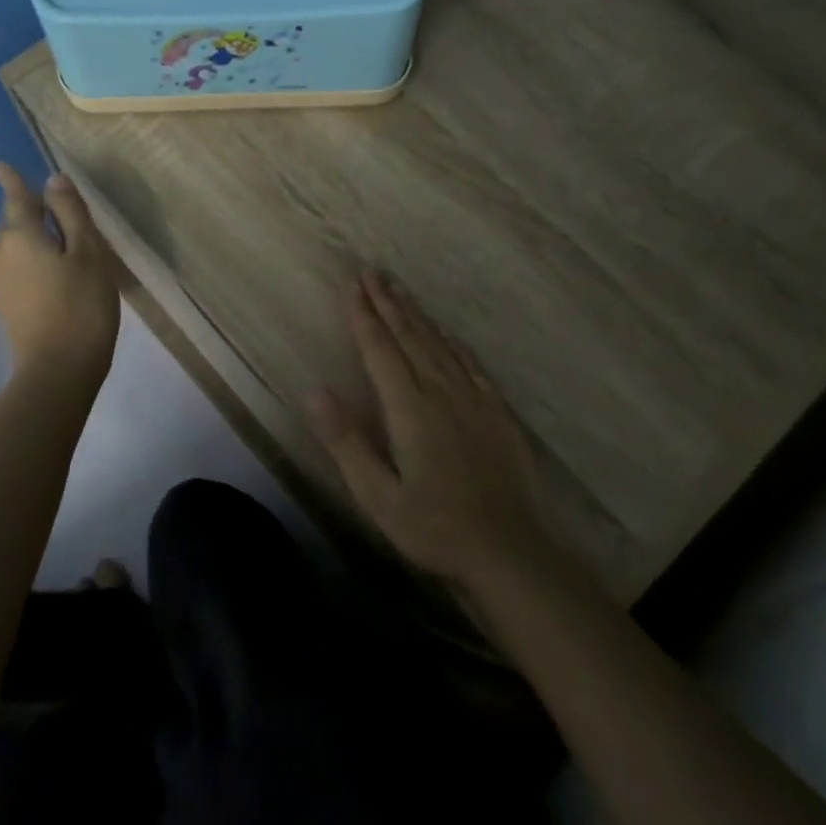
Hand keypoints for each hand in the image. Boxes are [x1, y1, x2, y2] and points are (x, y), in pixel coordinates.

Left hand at [0, 163, 119, 376]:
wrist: (58, 370)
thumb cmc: (81, 306)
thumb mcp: (88, 253)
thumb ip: (70, 213)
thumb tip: (53, 181)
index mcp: (19, 234)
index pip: (14, 197)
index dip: (11, 180)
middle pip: (13, 222)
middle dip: (31, 214)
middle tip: (62, 218)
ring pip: (13, 247)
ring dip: (33, 241)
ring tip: (63, 249)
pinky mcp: (2, 305)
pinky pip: (15, 269)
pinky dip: (31, 263)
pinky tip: (52, 275)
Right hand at [306, 271, 569, 595]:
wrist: (510, 553)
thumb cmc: (435, 528)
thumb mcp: (378, 496)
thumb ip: (347, 441)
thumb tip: (315, 391)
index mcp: (410, 409)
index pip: (380, 350)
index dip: (364, 316)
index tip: (352, 285)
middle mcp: (442, 392)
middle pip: (410, 336)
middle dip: (388, 303)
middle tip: (372, 272)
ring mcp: (474, 399)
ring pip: (439, 344)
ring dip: (416, 315)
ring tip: (400, 290)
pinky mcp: (497, 412)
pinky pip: (469, 363)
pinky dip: (451, 342)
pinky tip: (446, 334)